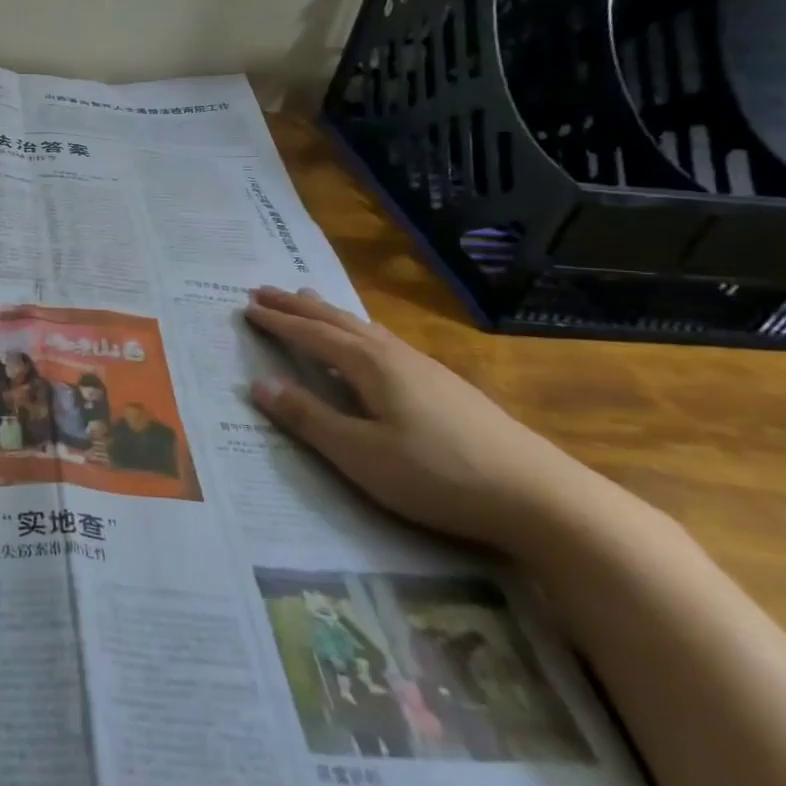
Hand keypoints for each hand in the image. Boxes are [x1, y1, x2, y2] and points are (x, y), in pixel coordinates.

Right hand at [243, 286, 606, 549]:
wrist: (539, 496)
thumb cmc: (437, 474)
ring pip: (364, 327)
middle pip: (337, 321)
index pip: (312, 334)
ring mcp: (424, 367)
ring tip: (308, 298)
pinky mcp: (444, 385)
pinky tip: (367, 341)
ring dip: (329, 312)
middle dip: (298, 305)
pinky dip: (357, 329)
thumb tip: (258, 383)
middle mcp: (395, 355)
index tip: (247, 305)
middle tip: (265, 289)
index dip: (278, 321)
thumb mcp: (360, 454)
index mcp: (370, 365)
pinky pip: (384, 340)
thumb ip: (307, 418)